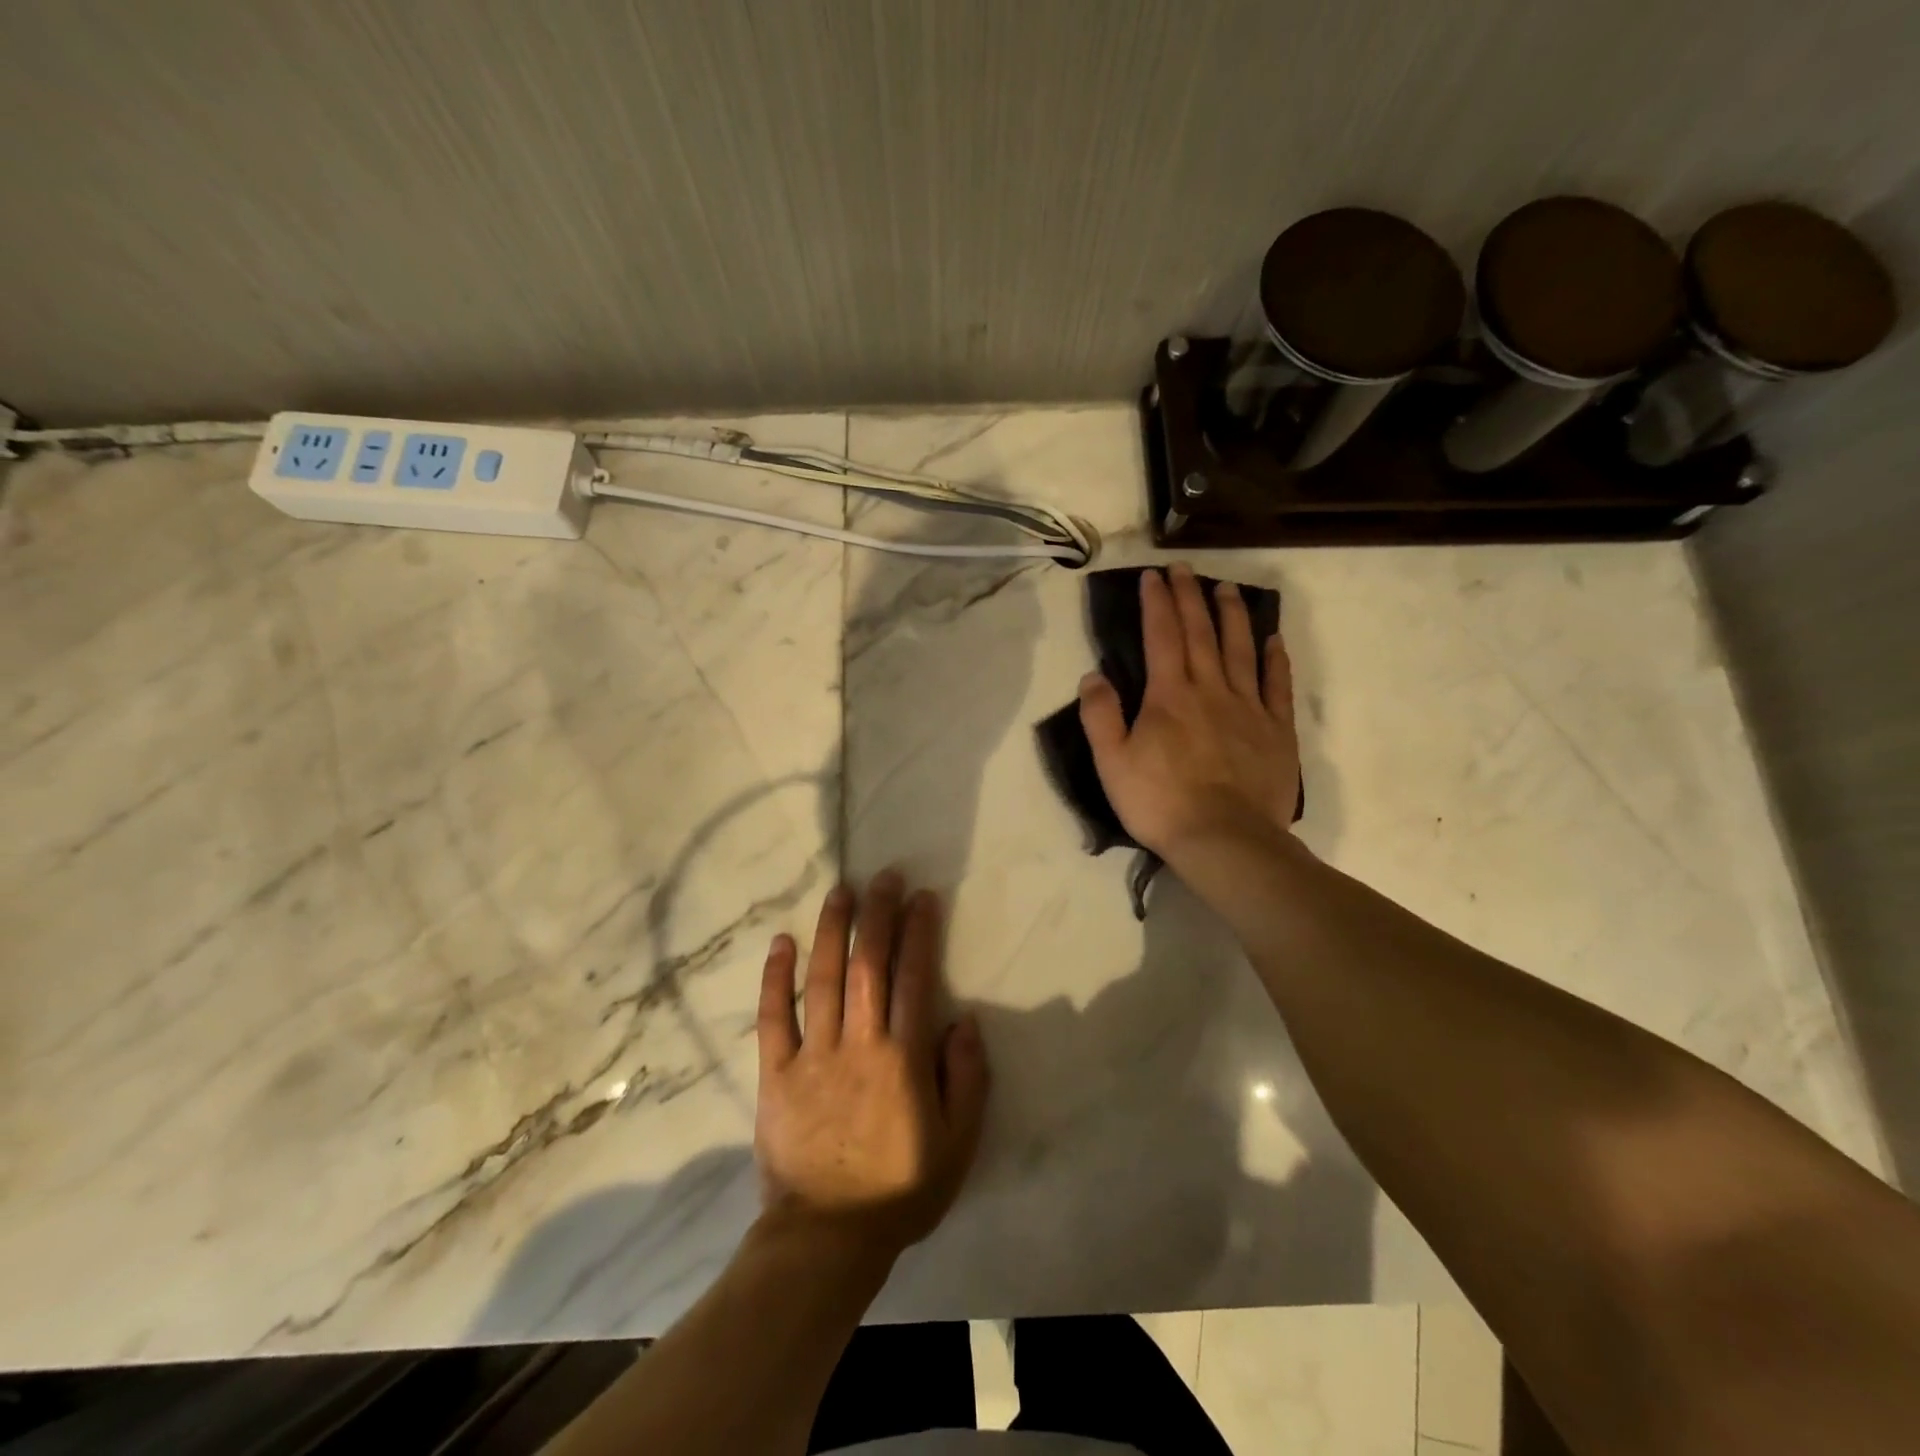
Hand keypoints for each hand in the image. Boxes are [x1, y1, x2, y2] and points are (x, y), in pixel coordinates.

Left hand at [755, 872, 989, 1261]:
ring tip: (840, 892)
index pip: (914, 978)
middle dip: (877, 915)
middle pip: (868, 965)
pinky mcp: (776, 1074)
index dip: (918, 932)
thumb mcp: (958, 1143)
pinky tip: (781, 943)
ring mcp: (813, 1056)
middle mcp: (858, 1044)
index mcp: (903, 1058)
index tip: (922, 897)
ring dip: (832, 930)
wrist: (827, 1239)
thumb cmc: (901, 1190)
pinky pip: (773, 1018)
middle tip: (883, 876)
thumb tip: (966, 1019)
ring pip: (822, 979)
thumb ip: (967, 1078)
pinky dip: (776, 979)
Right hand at [1078, 563, 1300, 864]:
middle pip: (1201, 633)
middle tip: (1185, 569)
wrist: (1224, 839)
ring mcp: (1248, 707)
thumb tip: (1094, 675)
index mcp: (1169, 696)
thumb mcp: (1111, 763)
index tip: (1153, 576)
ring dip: (1233, 615)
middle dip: (1191, 596)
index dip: (1156, 603)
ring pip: (1240, 649)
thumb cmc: (1160, 802)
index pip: (1161, 636)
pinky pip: (1277, 685)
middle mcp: (1210, 689)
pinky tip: (1273, 639)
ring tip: (1228, 588)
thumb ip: (1100, 716)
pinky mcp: (1276, 730)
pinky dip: (1275, 659)